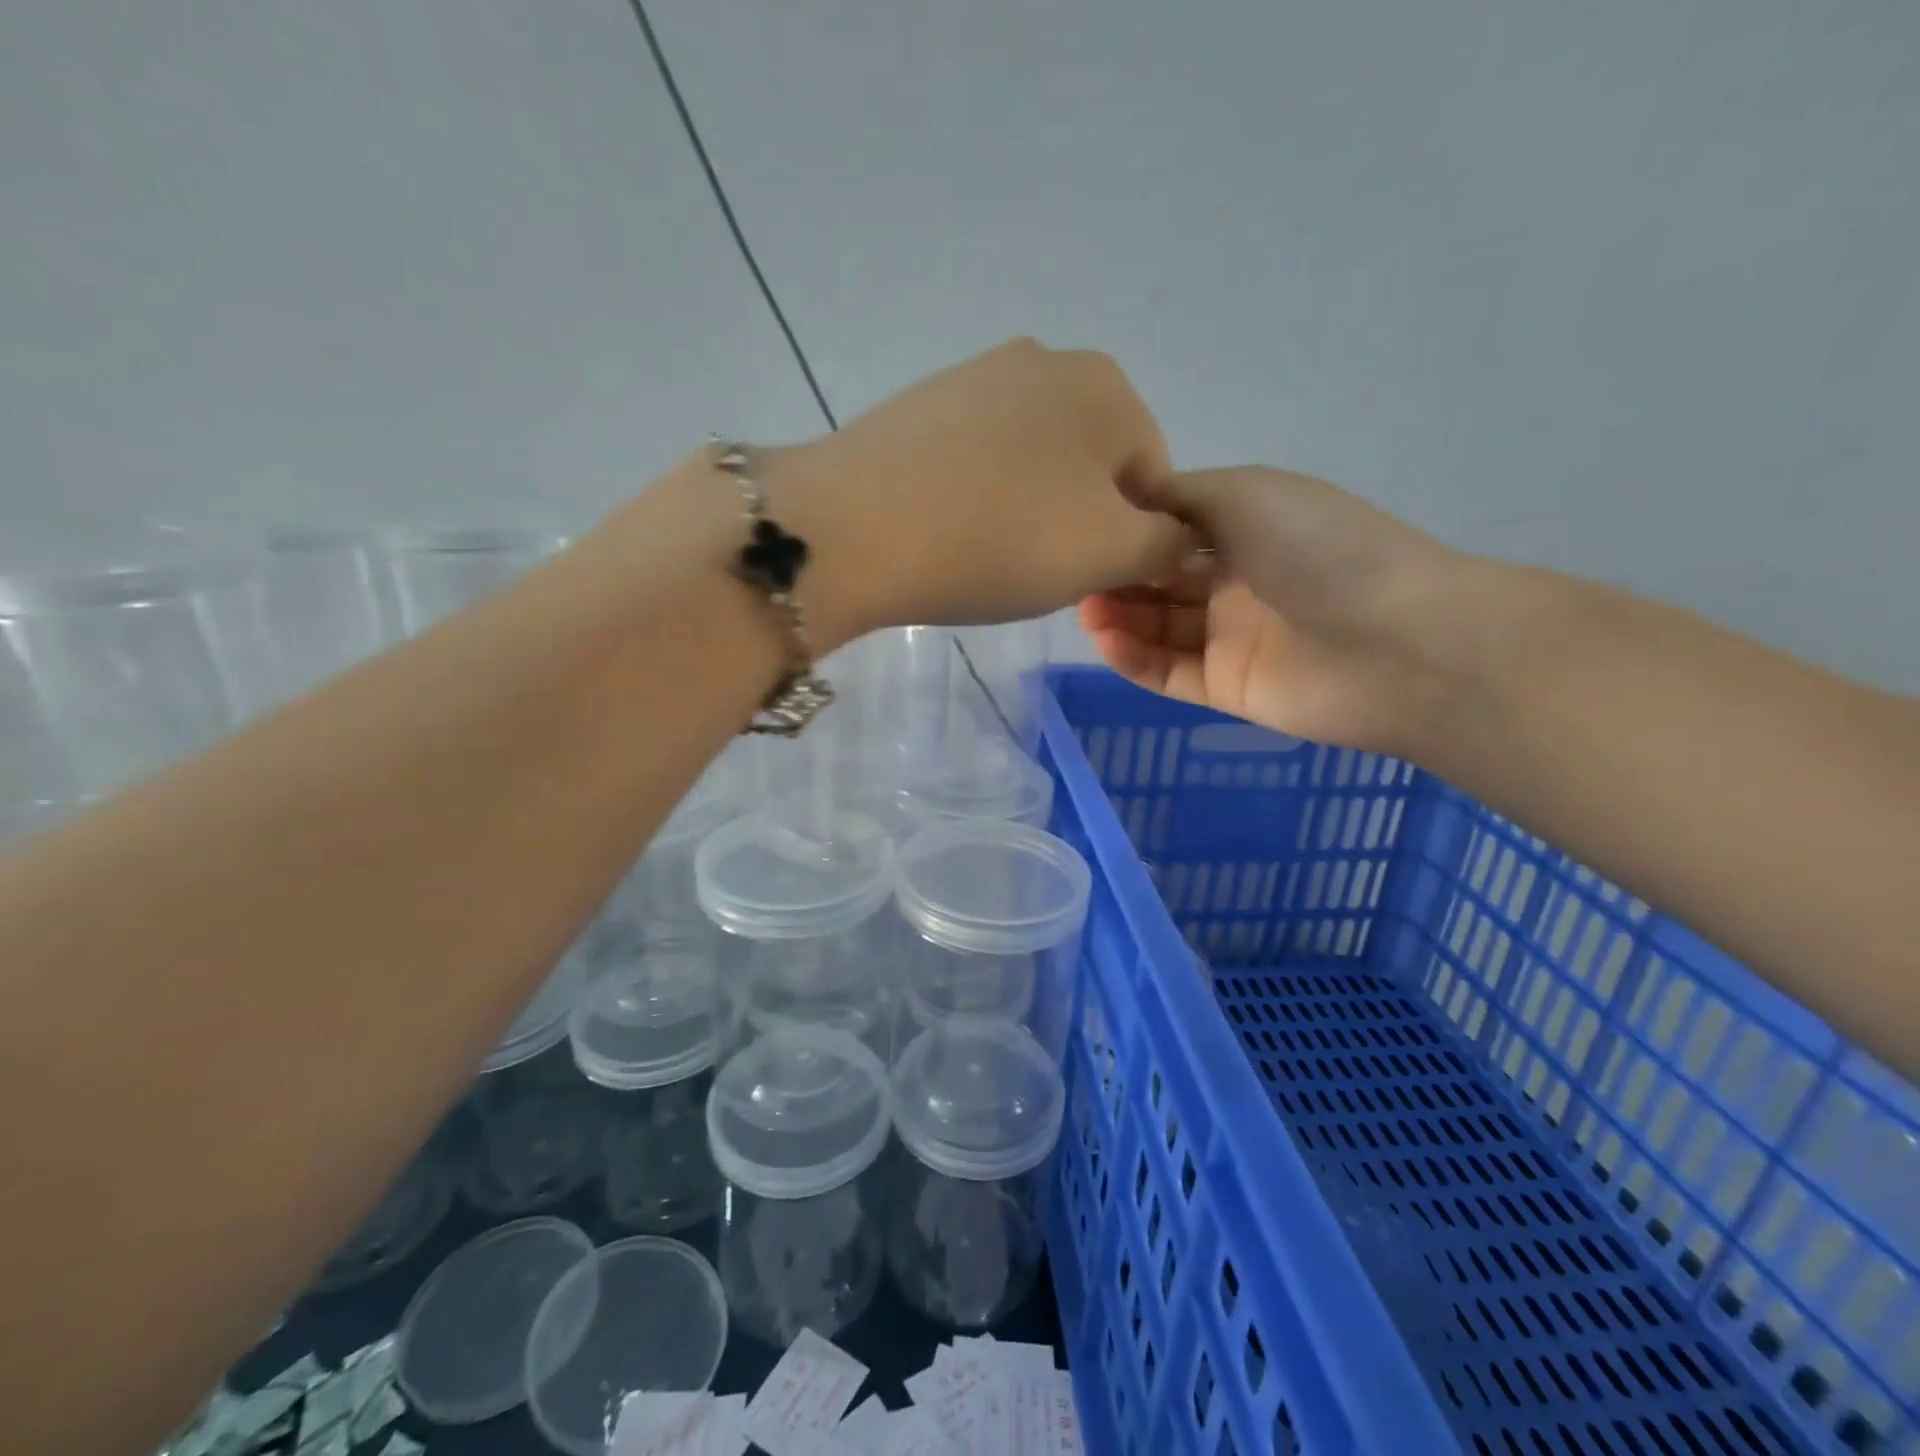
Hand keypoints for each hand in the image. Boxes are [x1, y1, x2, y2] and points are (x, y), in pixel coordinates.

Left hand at [766, 340, 1192, 639]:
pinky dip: (977, 496)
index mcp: (1107, 386)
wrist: (857, 529)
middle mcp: (1046, 361)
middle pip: (1090, 465)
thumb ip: (1165, 545)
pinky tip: (949, 528)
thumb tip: (1177, 538)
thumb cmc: (1002, 539)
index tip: (1092, 579)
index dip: (1133, 540)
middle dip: (1079, 521)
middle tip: (1038, 569)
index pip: (1153, 478)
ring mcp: (974, 376)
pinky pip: (975, 460)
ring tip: (988, 552)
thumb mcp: (1109, 554)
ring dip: (1028, 510)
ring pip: (1032, 462)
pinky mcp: (919, 405)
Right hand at [1079, 466, 1464, 752]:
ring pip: (1158, 628)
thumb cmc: (1319, 550)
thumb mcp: (1246, 495)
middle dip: (1117, 578)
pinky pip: (1169, 672)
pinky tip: (1106, 642)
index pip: (1171, 530)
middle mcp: (1236, 581)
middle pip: (1159, 581)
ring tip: (1086, 612)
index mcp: (1247, 528)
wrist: (1395, 644)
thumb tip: (1126, 490)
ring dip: (1118, 618)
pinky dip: (1134, 659)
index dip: (1128, 532)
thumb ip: (1178, 495)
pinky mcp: (1227, 687)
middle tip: (1077, 579)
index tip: (1085, 532)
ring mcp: (1231, 638)